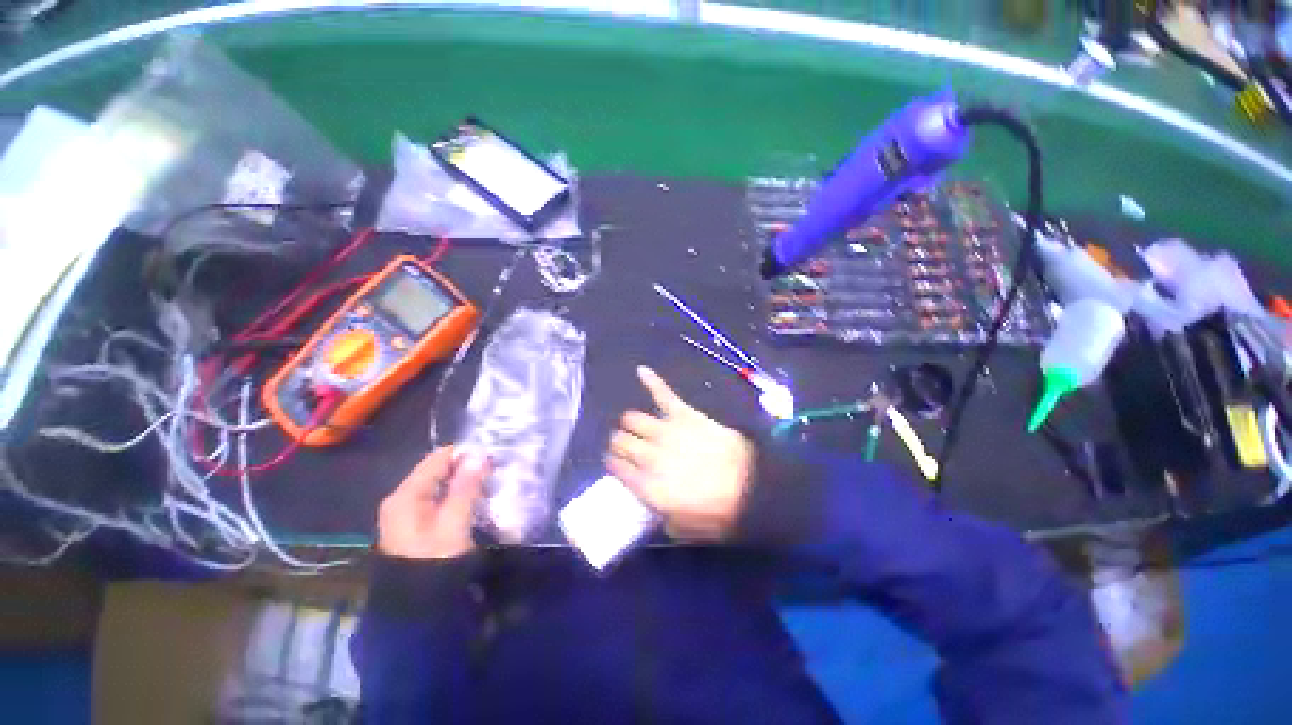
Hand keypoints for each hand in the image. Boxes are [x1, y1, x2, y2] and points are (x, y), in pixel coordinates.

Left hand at [377, 447, 490, 559]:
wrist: (416, 608)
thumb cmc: (434, 560)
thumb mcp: (454, 523)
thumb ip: (466, 487)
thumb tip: (478, 455)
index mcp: (405, 496)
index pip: (436, 459)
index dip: (464, 453)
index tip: (491, 455)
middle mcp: (402, 500)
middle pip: (437, 472)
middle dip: (466, 468)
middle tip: (494, 471)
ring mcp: (407, 514)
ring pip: (440, 486)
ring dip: (464, 483)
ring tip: (490, 484)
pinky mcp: (416, 526)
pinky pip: (439, 500)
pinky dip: (457, 496)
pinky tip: (476, 500)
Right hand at [607, 366, 754, 540]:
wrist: (751, 484)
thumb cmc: (719, 510)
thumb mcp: (686, 528)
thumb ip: (663, 519)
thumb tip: (656, 510)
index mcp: (646, 485)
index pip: (615, 467)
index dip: (615, 464)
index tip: (620, 465)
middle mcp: (648, 455)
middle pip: (619, 440)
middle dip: (620, 443)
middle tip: (631, 447)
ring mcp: (665, 431)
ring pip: (632, 418)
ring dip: (631, 423)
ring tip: (639, 426)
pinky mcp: (683, 413)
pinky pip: (662, 393)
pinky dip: (651, 381)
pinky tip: (641, 371)